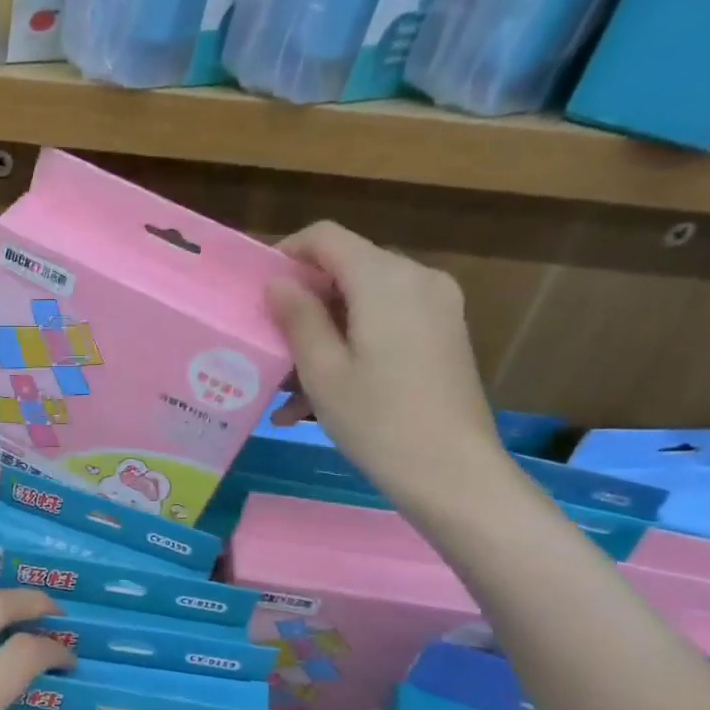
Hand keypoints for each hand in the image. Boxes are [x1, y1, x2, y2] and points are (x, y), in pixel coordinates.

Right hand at [266, 222, 504, 507]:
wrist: (453, 472)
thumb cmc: (378, 421)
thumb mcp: (323, 371)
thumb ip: (298, 317)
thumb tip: (277, 282)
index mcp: (385, 279)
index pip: (326, 237)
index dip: (286, 254)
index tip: (257, 290)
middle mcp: (417, 279)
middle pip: (346, 269)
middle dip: (303, 302)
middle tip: (268, 344)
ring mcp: (437, 307)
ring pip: (363, 303)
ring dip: (322, 335)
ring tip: (286, 389)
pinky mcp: (443, 335)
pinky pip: (386, 325)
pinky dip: (351, 347)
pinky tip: (321, 397)